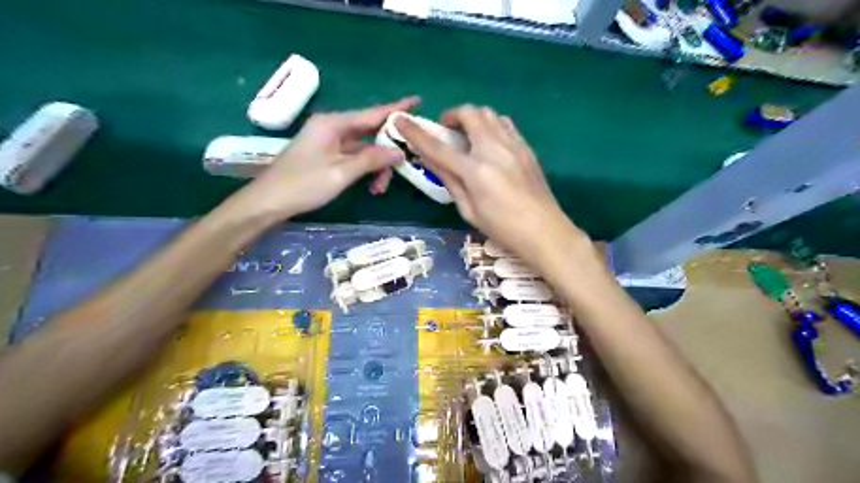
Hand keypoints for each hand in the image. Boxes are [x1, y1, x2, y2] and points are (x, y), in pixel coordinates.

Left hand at [233, 96, 419, 220]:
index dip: (396, 109)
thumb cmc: (303, 185)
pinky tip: (371, 186)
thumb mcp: (341, 173)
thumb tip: (398, 152)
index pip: (372, 113)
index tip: (417, 101)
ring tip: (380, 188)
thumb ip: (371, 159)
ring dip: (376, 166)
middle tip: (405, 164)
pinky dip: (365, 170)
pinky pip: (354, 158)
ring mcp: (329, 142)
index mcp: (333, 123)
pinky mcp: (327, 155)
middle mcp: (332, 127)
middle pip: (370, 132)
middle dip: (387, 151)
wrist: (269, 202)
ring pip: (364, 149)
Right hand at [398, 103, 591, 264]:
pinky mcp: (526, 147)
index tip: (401, 121)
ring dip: (473, 118)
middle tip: (447, 131)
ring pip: (489, 113)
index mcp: (475, 170)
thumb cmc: (502, 228)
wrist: (544, 230)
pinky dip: (491, 124)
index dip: (416, 133)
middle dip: (452, 115)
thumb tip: (432, 160)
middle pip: (469, 113)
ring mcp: (513, 145)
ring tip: (468, 136)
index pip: (438, 147)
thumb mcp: (469, 210)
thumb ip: (450, 181)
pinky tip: (490, 143)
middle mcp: (493, 149)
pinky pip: (505, 123)